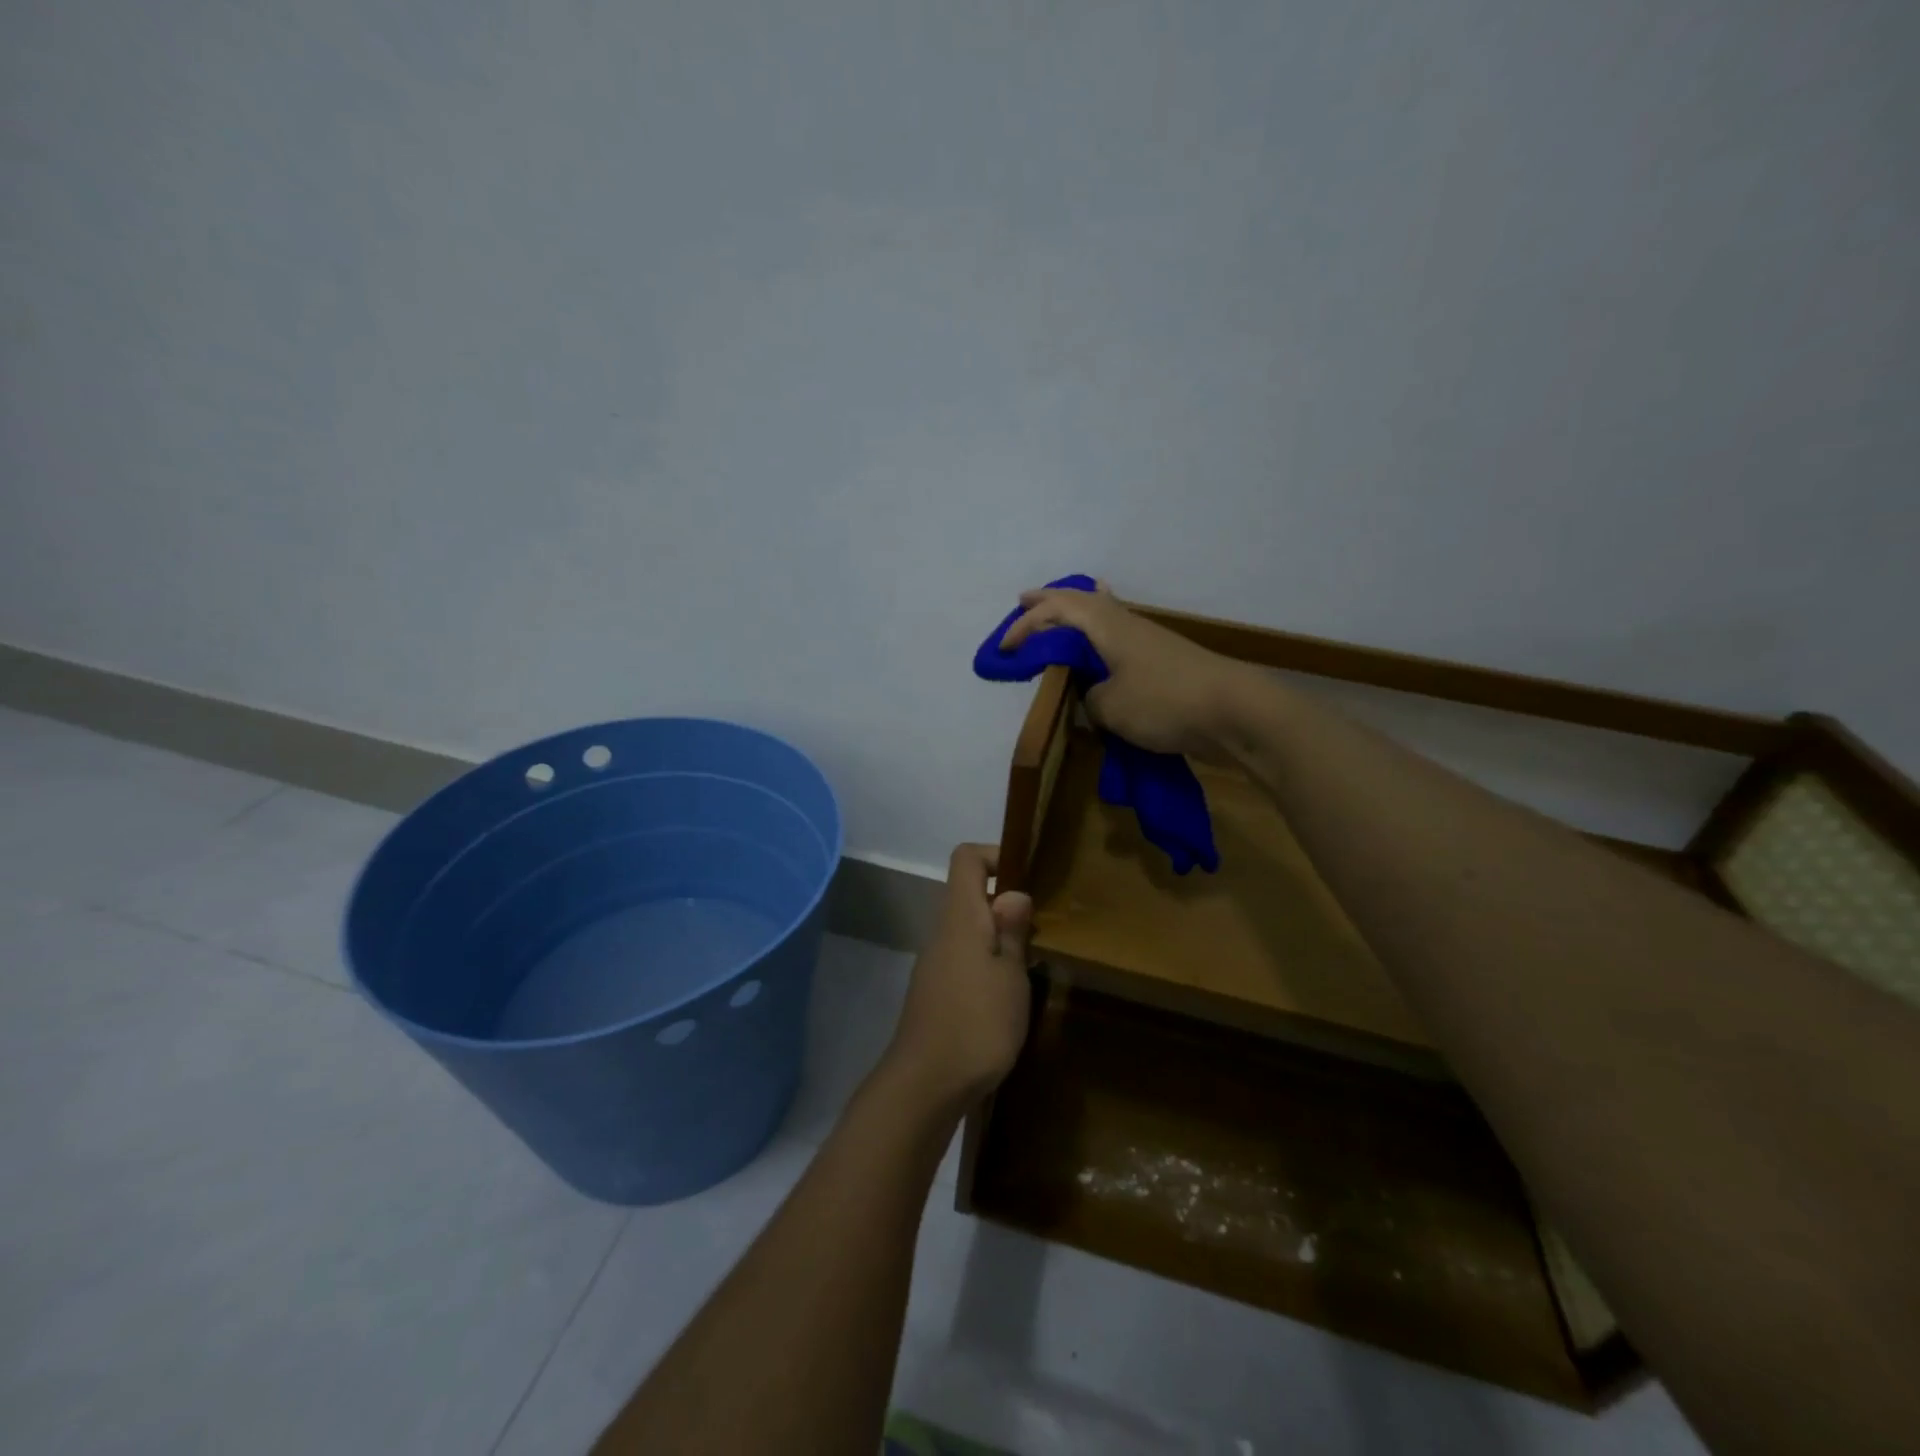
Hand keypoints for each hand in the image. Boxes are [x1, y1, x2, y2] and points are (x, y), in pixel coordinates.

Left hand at [881, 844, 1033, 1112]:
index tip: (1027, 877)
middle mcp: (942, 932)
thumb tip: (1013, 893)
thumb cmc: (977, 1023)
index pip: (966, 859)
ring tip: (1030, 966)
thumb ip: (1012, 931)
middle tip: (1040, 931)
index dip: (995, 855)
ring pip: (968, 930)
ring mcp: (934, 964)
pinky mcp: (935, 993)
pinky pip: (963, 960)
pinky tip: (1008, 997)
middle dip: (1006, 904)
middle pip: (968, 895)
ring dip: (998, 938)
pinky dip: (987, 965)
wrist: (925, 1085)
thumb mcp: (1010, 976)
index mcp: (961, 918)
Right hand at [1000, 582, 1247, 758]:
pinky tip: (1106, 633)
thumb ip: (1088, 698)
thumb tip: (1092, 695)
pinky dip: (1100, 628)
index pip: (1055, 612)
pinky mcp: (1162, 658)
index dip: (1025, 626)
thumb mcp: (1109, 708)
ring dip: (1075, 611)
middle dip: (1048, 600)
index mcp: (1106, 625)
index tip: (1003, 649)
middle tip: (1023, 599)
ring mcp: (1147, 638)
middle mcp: (1125, 622)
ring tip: (1060, 610)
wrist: (1234, 711)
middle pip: (1080, 599)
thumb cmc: (1164, 702)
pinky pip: (1119, 632)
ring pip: (1102, 613)